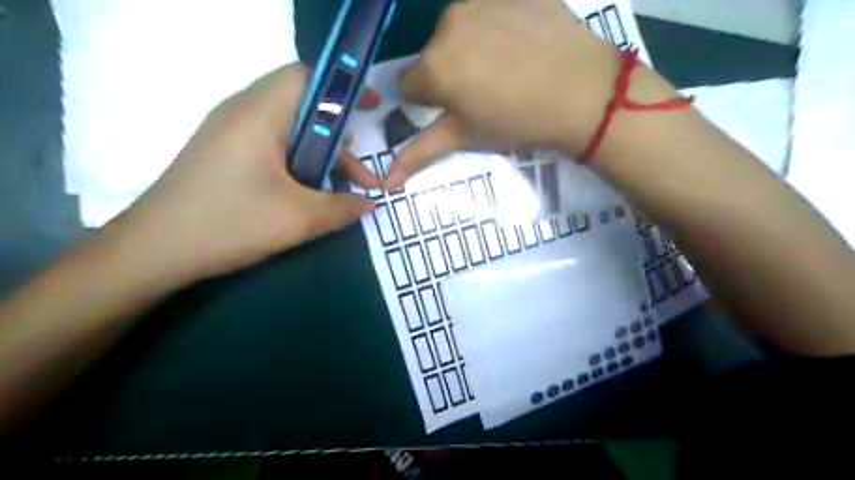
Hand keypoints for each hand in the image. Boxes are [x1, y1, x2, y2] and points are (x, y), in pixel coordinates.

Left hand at [102, 64, 379, 288]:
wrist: (153, 250)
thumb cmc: (229, 224)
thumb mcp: (299, 219)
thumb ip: (343, 208)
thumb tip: (371, 204)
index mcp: (259, 114)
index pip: (306, 77)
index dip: (344, 87)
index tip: (373, 108)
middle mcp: (243, 112)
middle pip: (302, 105)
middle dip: (338, 134)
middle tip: (359, 168)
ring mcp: (230, 132)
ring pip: (289, 129)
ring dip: (320, 154)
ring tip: (341, 186)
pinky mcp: (224, 153)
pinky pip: (272, 144)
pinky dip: (299, 161)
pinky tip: (308, 192)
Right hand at [388, 0, 621, 188]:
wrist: (582, 92)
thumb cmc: (517, 121)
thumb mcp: (466, 137)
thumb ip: (420, 153)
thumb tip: (387, 183)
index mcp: (433, 66)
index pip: (407, 85)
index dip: (429, 101)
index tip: (456, 109)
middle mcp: (447, 24)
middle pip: (432, 56)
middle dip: (448, 74)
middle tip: (484, 92)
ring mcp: (481, 0)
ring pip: (458, 30)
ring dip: (469, 48)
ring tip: (505, 68)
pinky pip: (488, 9)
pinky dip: (496, 26)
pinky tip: (521, 45)